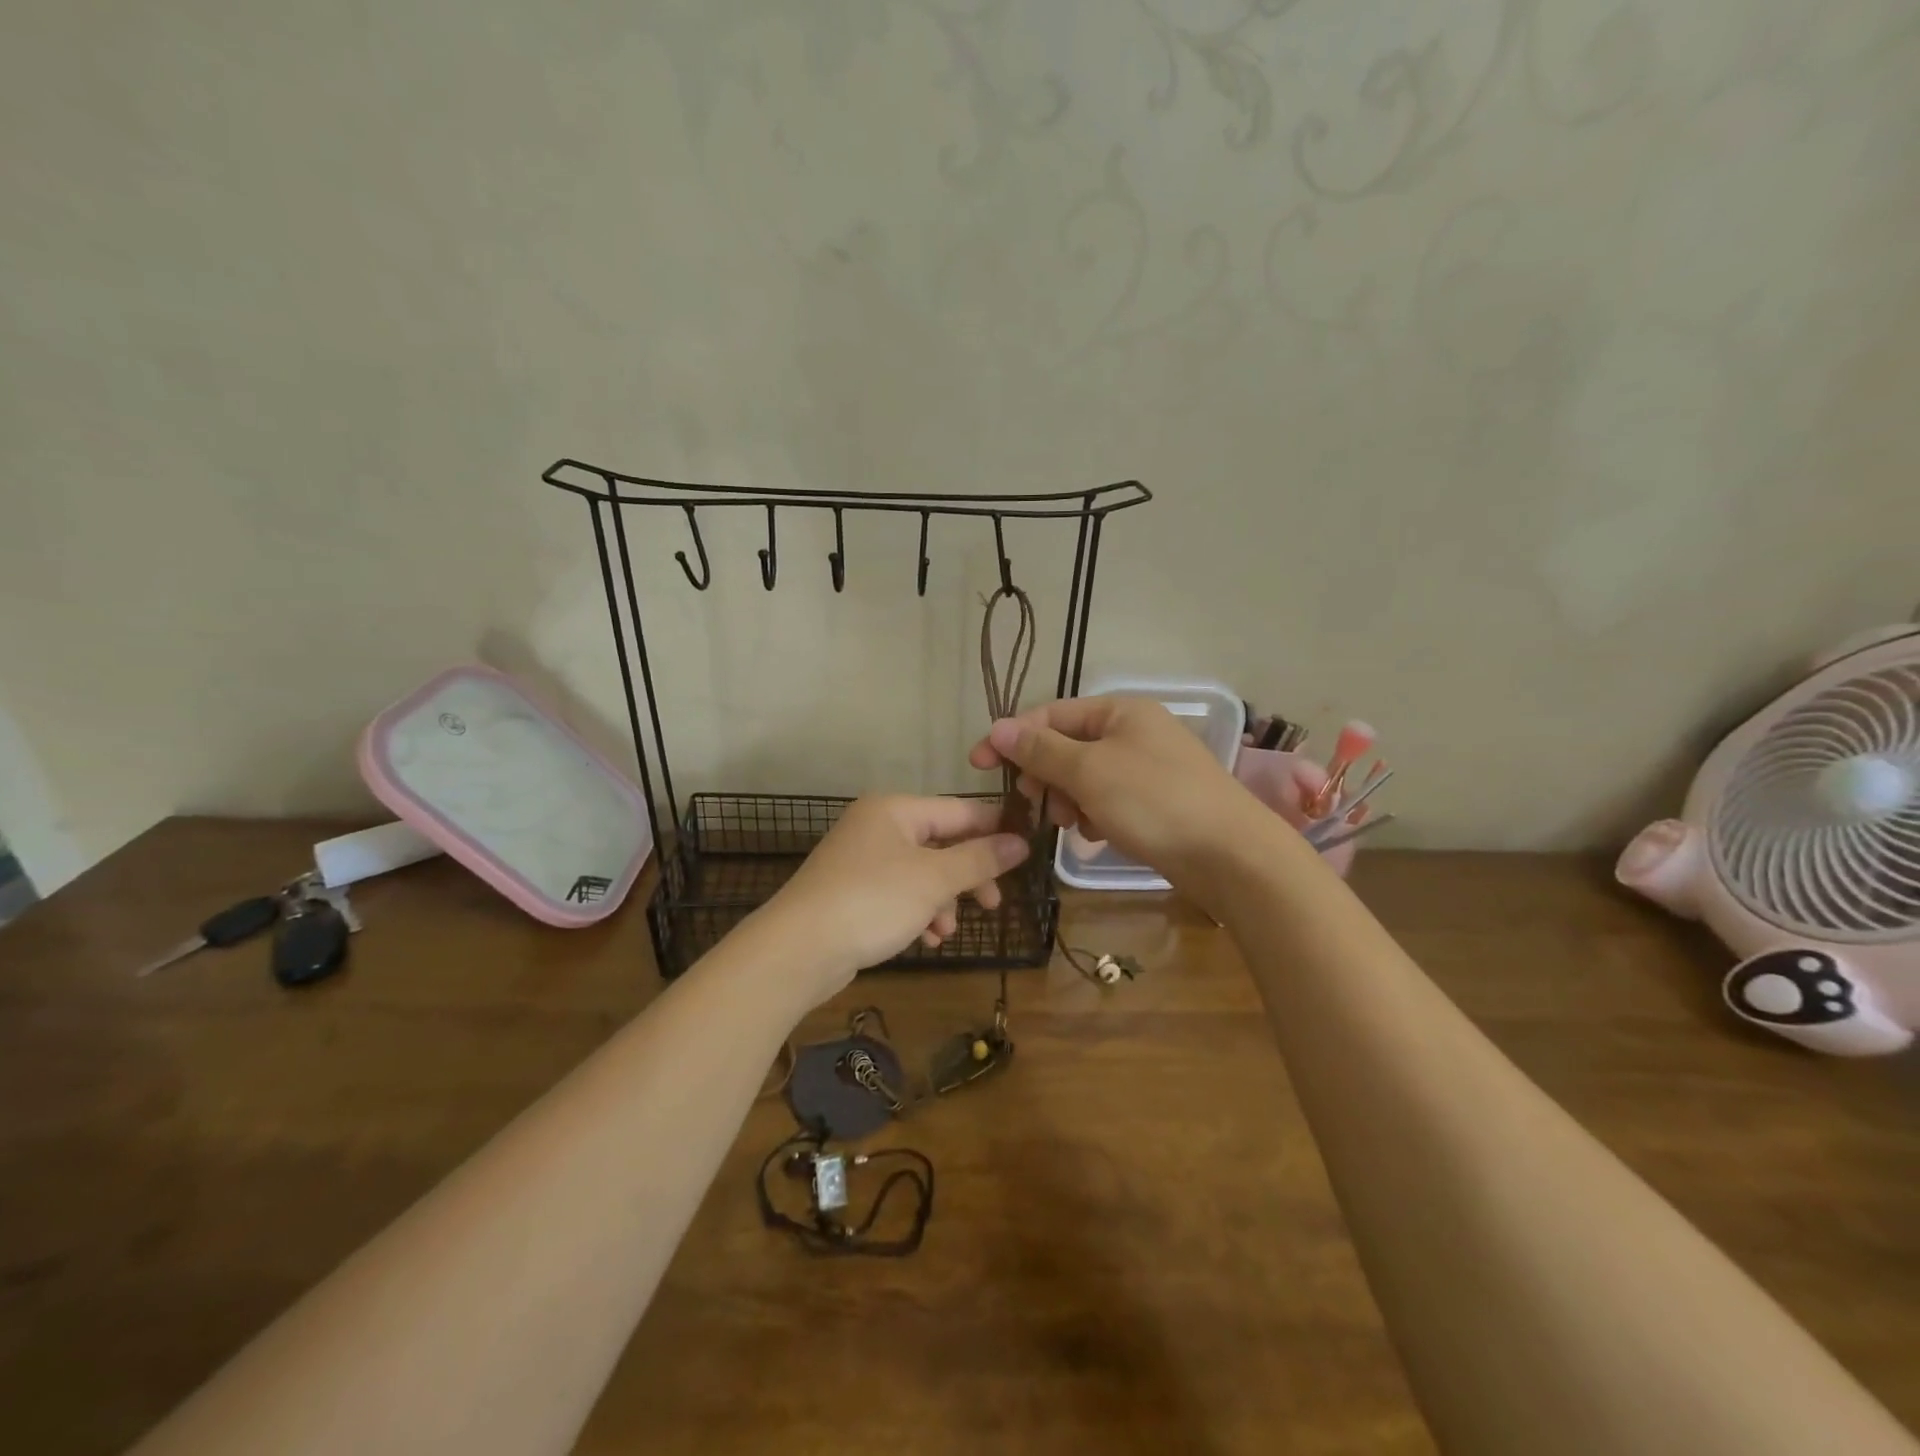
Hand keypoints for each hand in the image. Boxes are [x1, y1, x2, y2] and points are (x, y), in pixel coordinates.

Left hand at [756, 795, 1029, 1004]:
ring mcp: (862, 861)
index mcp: (895, 810)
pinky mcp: (853, 893)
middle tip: (994, 903)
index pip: (959, 810)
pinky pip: (900, 895)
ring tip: (948, 930)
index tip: (1027, 851)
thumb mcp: (934, 879)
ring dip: (943, 901)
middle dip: (968, 875)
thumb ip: (980, 859)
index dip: (995, 829)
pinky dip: (918, 913)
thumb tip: (1021, 841)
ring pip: (922, 873)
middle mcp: (877, 827)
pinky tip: (927, 939)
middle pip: (941, 843)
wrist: (798, 950)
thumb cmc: (872, 901)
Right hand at [968, 695, 1263, 888]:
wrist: (1231, 856)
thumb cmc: (1154, 802)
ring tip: (1074, 824)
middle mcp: (1133, 732)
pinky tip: (1099, 835)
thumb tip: (997, 728)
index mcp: (1119, 711)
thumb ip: (1040, 750)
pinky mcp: (1154, 801)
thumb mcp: (1089, 772)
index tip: (978, 765)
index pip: (1050, 716)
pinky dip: (1095, 815)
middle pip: (1066, 746)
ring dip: (1068, 800)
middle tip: (1035, 803)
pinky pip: (1107, 800)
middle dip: (1045, 775)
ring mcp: (1146, 768)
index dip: (1012, 738)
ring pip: (1084, 778)